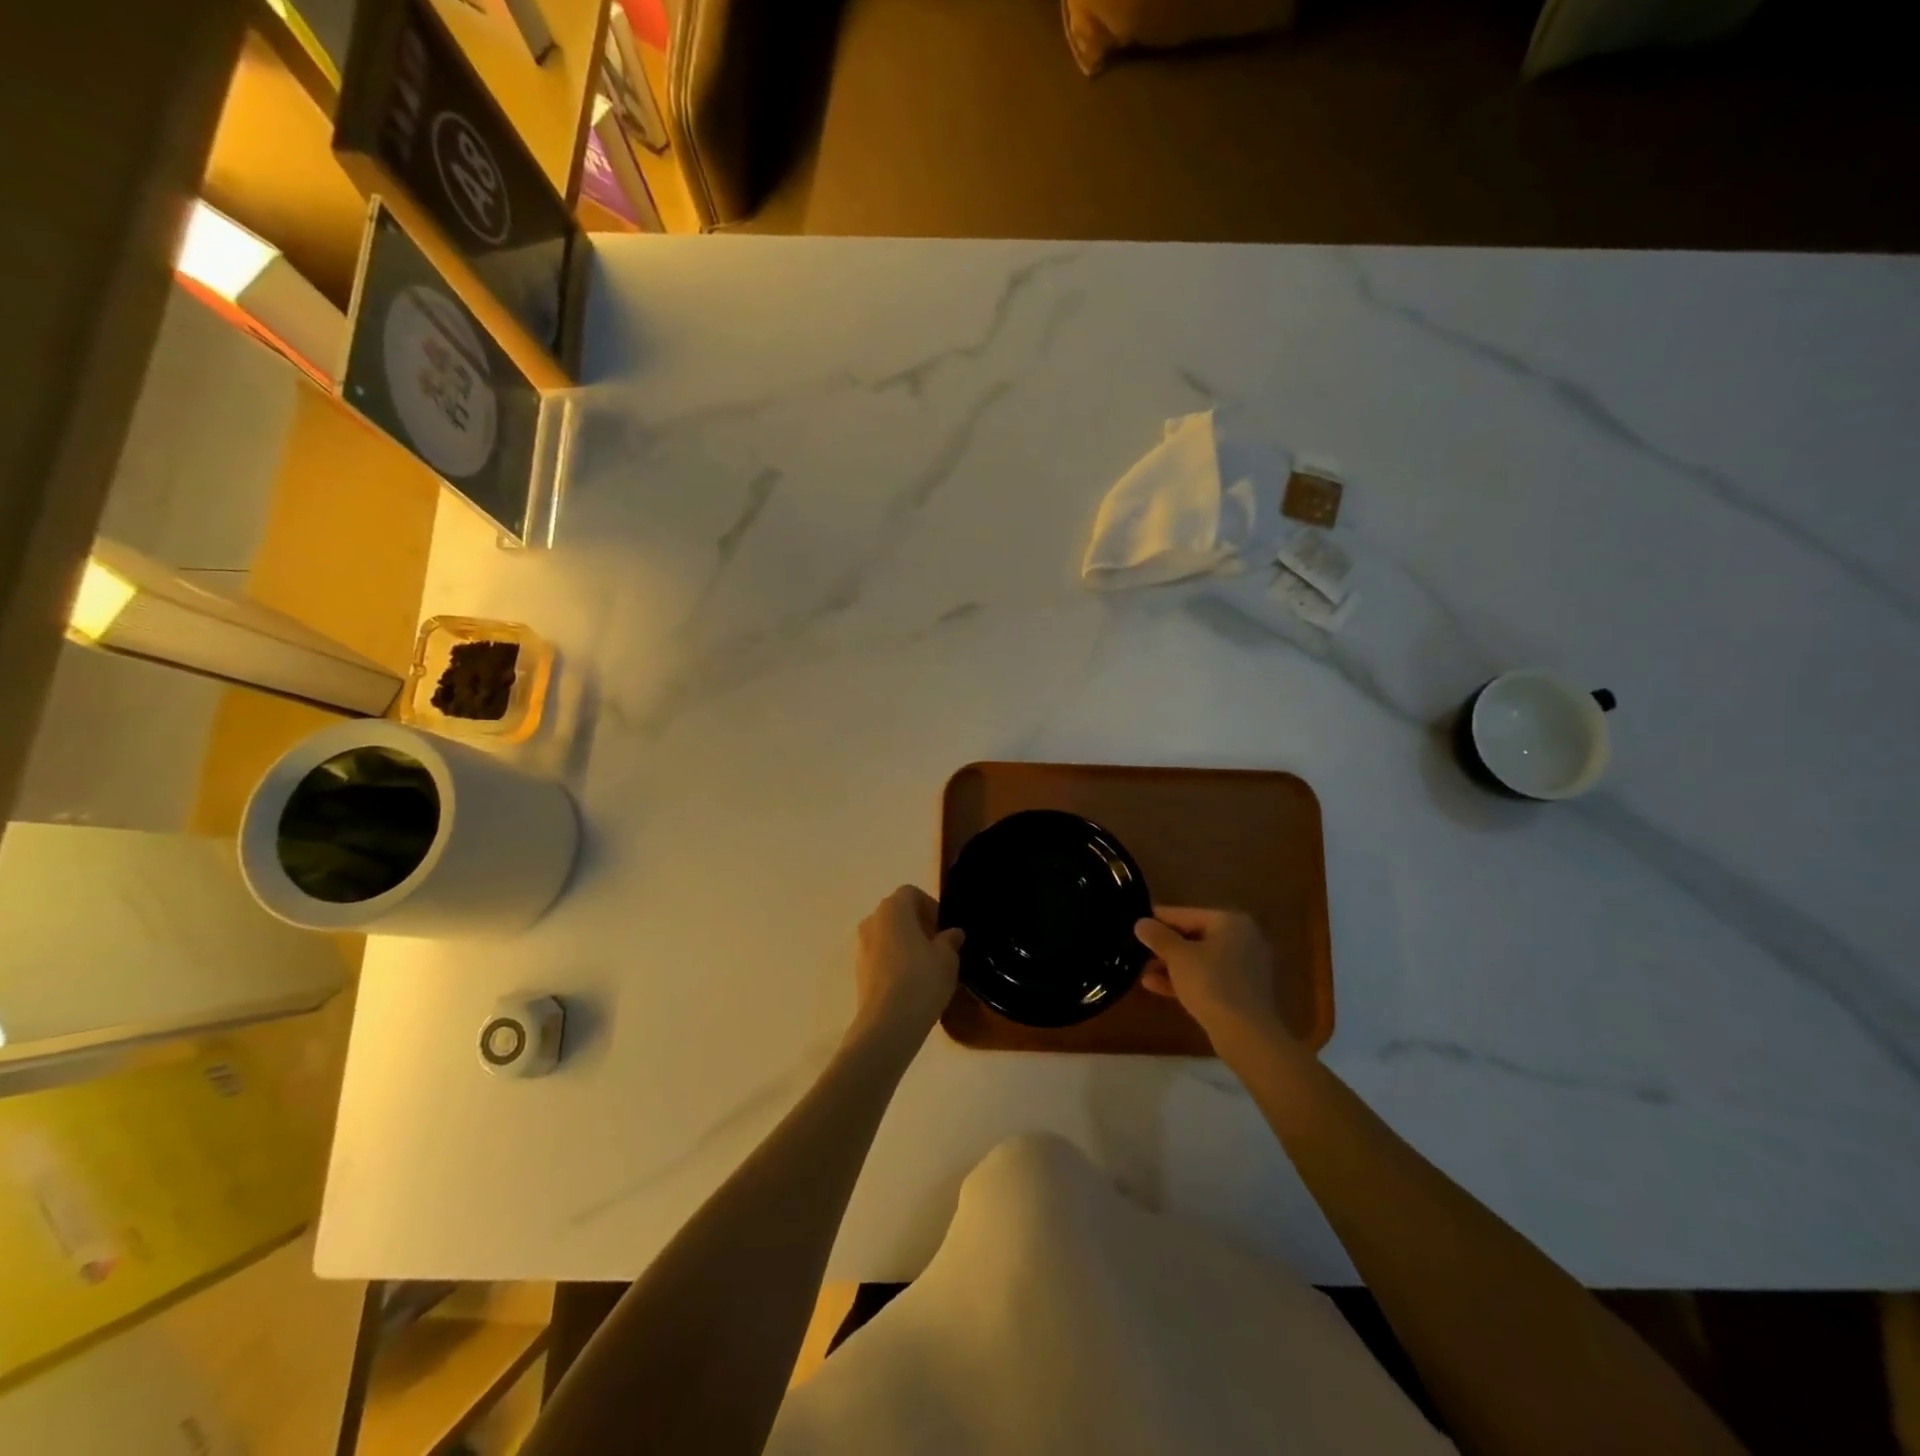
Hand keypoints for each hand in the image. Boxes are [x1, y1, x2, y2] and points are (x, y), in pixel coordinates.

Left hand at [848, 886, 963, 1056]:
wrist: (888, 1023)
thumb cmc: (922, 979)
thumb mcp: (947, 958)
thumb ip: (950, 940)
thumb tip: (952, 933)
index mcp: (893, 908)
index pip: (911, 893)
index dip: (930, 907)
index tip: (944, 930)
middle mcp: (872, 921)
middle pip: (897, 913)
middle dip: (918, 925)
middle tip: (938, 947)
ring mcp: (861, 946)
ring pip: (887, 935)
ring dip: (905, 944)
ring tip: (926, 967)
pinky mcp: (858, 971)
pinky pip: (880, 956)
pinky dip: (894, 961)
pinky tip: (910, 983)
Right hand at [1135, 907, 1287, 1045]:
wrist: (1246, 1034)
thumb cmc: (1211, 983)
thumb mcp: (1178, 956)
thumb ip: (1158, 936)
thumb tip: (1141, 923)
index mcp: (1230, 922)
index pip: (1186, 914)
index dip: (1158, 919)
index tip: (1135, 924)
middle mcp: (1242, 939)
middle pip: (1194, 937)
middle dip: (1164, 947)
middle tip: (1137, 950)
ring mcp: (1245, 967)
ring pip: (1200, 960)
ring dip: (1171, 965)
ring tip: (1141, 971)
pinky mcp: (1242, 992)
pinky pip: (1208, 978)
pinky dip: (1185, 980)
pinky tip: (1155, 986)